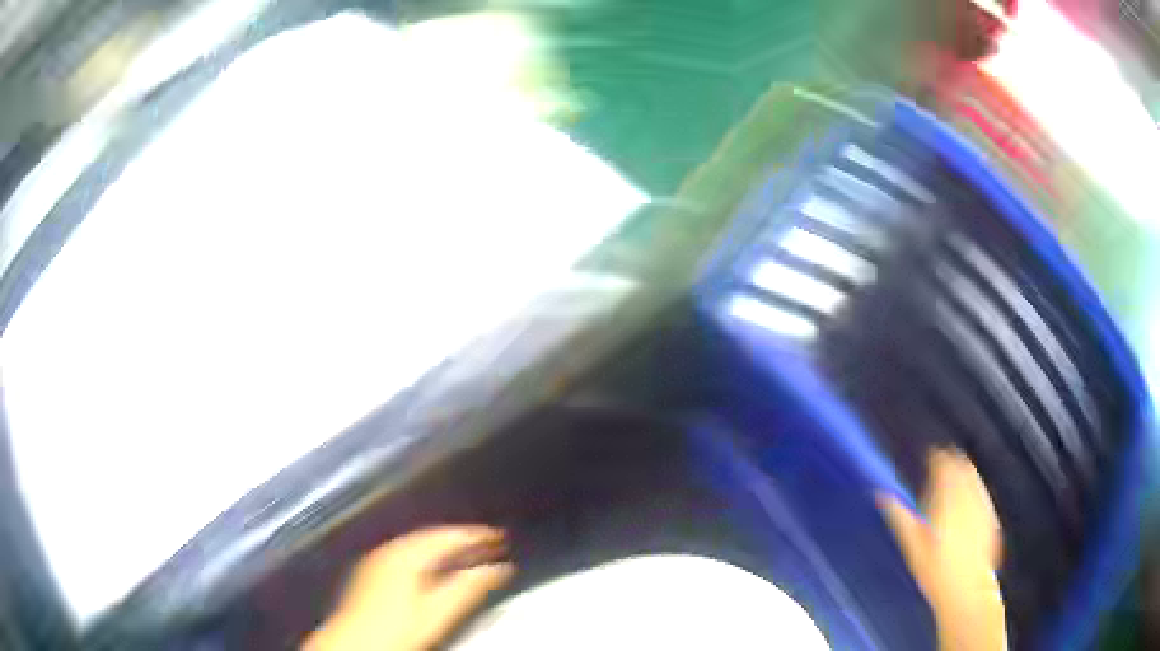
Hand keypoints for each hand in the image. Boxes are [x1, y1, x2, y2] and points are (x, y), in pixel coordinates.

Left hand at [305, 525, 514, 650]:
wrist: (356, 641)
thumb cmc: (398, 628)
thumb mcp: (439, 610)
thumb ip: (469, 586)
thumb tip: (500, 568)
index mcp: (407, 554)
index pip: (447, 536)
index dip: (476, 535)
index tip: (498, 537)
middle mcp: (390, 550)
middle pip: (432, 537)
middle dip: (461, 540)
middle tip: (489, 543)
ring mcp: (378, 560)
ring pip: (417, 545)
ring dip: (444, 548)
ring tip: (467, 555)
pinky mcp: (372, 572)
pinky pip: (405, 554)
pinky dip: (426, 557)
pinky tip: (435, 569)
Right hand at [879, 450, 1005, 650]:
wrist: (966, 589)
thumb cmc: (935, 571)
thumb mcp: (912, 547)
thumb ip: (900, 517)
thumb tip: (881, 495)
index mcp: (947, 500)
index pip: (944, 466)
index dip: (937, 458)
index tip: (930, 456)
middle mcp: (967, 497)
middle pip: (962, 467)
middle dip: (952, 461)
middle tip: (942, 462)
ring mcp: (982, 505)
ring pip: (975, 477)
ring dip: (965, 471)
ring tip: (956, 473)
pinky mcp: (991, 516)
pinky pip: (983, 491)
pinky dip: (975, 486)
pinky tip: (971, 494)